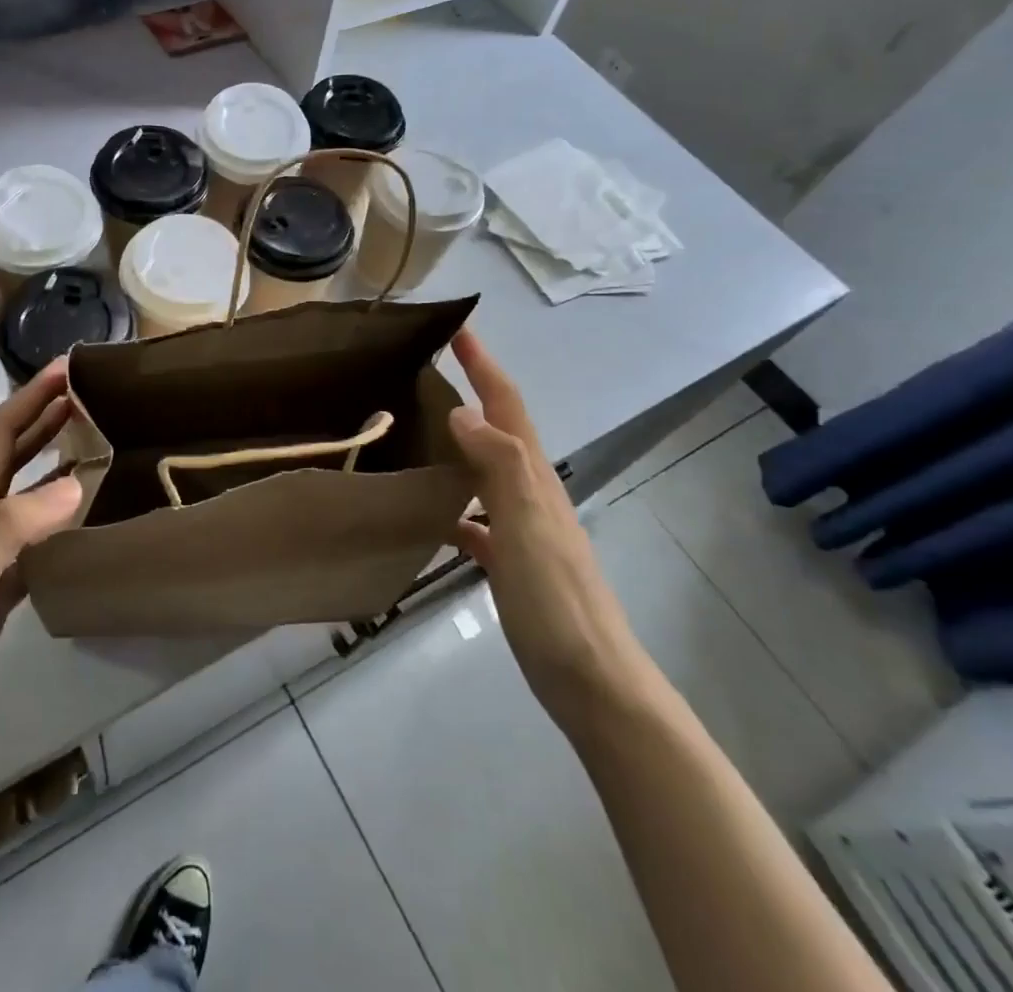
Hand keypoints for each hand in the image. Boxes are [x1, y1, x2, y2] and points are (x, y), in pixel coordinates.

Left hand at [0, 360, 81, 769]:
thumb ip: (9, 531)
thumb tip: (73, 485)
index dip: (30, 398)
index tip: (68, 369)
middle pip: (10, 454)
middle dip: (45, 417)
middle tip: (91, 394)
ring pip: (24, 491)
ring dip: (54, 458)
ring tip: (96, 441)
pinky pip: (35, 535)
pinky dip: (60, 513)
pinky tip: (84, 516)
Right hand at [447, 330, 653, 721]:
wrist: (594, 684)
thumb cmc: (557, 602)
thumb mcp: (528, 526)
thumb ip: (499, 466)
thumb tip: (462, 411)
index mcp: (533, 478)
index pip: (506, 405)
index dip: (485, 366)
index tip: (459, 330)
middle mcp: (531, 494)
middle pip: (498, 430)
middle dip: (471, 393)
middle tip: (425, 374)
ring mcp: (524, 530)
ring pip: (485, 471)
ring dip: (460, 444)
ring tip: (418, 432)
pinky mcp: (513, 563)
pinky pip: (478, 518)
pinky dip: (456, 504)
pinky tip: (431, 514)